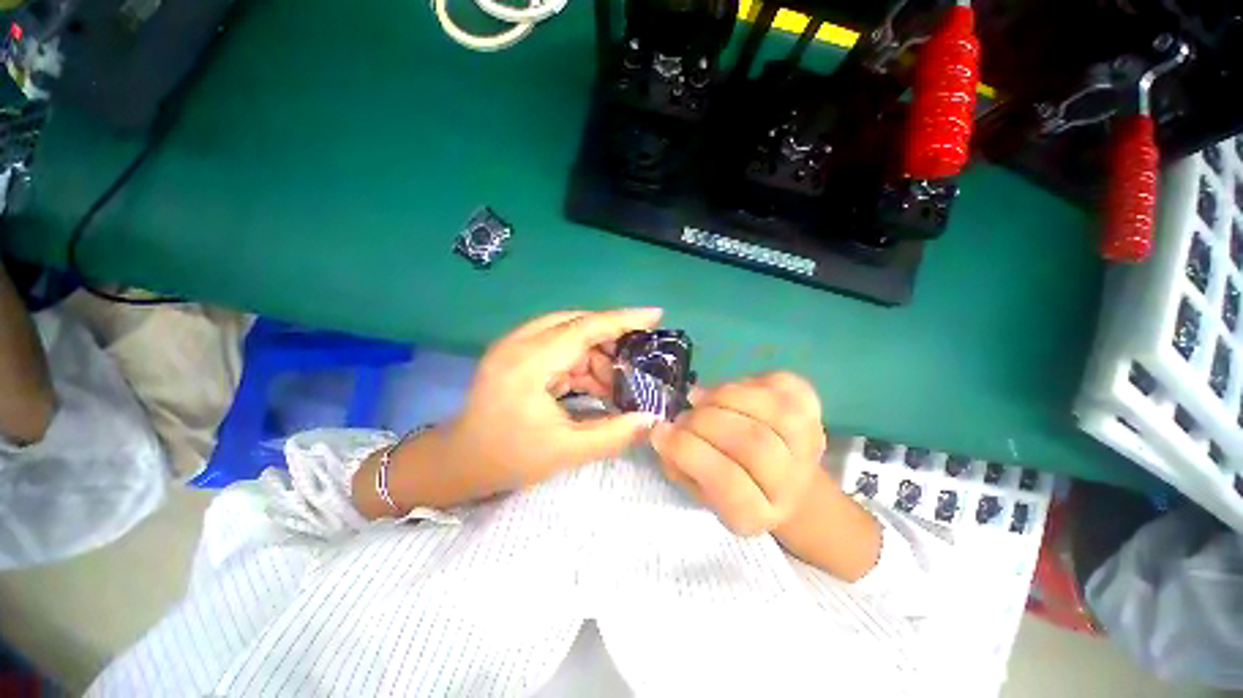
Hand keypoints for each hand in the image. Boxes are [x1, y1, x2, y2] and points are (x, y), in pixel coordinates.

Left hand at [441, 307, 663, 497]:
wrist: (459, 462)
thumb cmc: (508, 458)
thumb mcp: (565, 451)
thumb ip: (613, 435)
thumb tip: (651, 420)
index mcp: (529, 363)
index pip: (583, 327)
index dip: (622, 320)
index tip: (655, 314)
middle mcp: (520, 343)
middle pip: (578, 324)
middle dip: (612, 341)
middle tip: (638, 362)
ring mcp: (516, 346)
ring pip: (570, 335)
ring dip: (597, 356)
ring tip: (617, 385)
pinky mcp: (517, 353)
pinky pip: (559, 346)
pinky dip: (581, 362)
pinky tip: (596, 385)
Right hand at [650, 372, 826, 535]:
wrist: (783, 477)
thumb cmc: (728, 483)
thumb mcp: (695, 484)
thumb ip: (674, 460)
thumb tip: (655, 427)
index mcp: (757, 514)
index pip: (728, 483)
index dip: (689, 452)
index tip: (660, 432)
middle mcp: (792, 485)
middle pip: (753, 443)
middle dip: (705, 421)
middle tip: (684, 416)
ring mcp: (809, 443)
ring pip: (771, 409)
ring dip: (725, 397)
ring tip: (703, 399)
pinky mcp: (813, 409)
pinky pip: (781, 384)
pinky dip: (748, 381)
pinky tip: (733, 393)